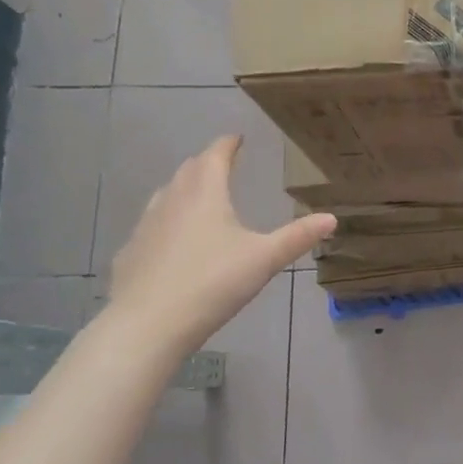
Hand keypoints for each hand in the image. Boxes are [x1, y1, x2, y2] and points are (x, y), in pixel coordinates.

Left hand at [107, 135, 334, 352]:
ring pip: (166, 195)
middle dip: (206, 164)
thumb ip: (297, 237)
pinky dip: (167, 222)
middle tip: (223, 165)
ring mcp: (145, 226)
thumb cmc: (212, 283)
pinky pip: (151, 226)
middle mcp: (171, 200)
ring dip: (184, 189)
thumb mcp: (264, 259)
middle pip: (188, 171)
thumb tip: (332, 218)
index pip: (215, 155)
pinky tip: (174, 243)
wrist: (147, 324)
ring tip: (200, 198)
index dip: (228, 144)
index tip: (237, 138)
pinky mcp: (130, 253)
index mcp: (205, 194)